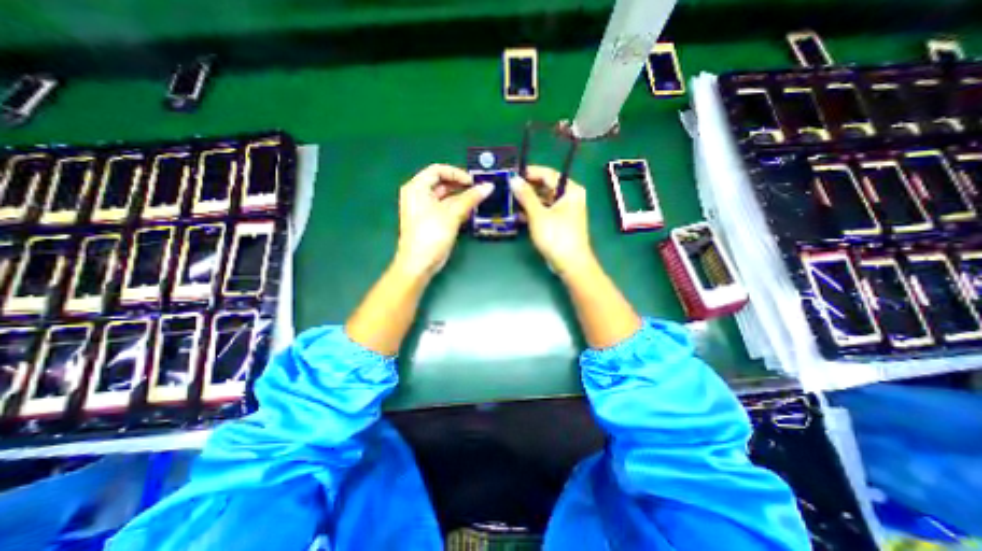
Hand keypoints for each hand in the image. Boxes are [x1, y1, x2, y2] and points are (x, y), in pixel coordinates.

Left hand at [394, 161, 495, 274]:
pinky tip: (471, 212)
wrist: (419, 264)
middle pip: (442, 183)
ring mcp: (424, 209)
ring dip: (462, 198)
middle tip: (480, 189)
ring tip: (479, 200)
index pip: (438, 170)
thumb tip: (489, 186)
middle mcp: (418, 195)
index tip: (473, 181)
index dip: (457, 173)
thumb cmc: (431, 234)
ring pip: (445, 197)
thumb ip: (471, 198)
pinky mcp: (431, 221)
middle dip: (461, 186)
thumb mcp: (452, 214)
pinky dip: (458, 208)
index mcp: (417, 187)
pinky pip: (445, 209)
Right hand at [511, 164, 594, 272]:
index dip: (530, 172)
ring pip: (543, 200)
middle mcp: (569, 197)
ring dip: (528, 201)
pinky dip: (532, 212)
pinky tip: (517, 214)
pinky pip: (544, 211)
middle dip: (527, 188)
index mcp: (570, 190)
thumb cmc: (557, 237)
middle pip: (545, 186)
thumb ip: (526, 196)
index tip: (512, 173)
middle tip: (508, 187)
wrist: (570, 264)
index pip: (548, 174)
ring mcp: (564, 210)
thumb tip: (513, 179)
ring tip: (509, 200)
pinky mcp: (558, 222)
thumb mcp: (539, 215)